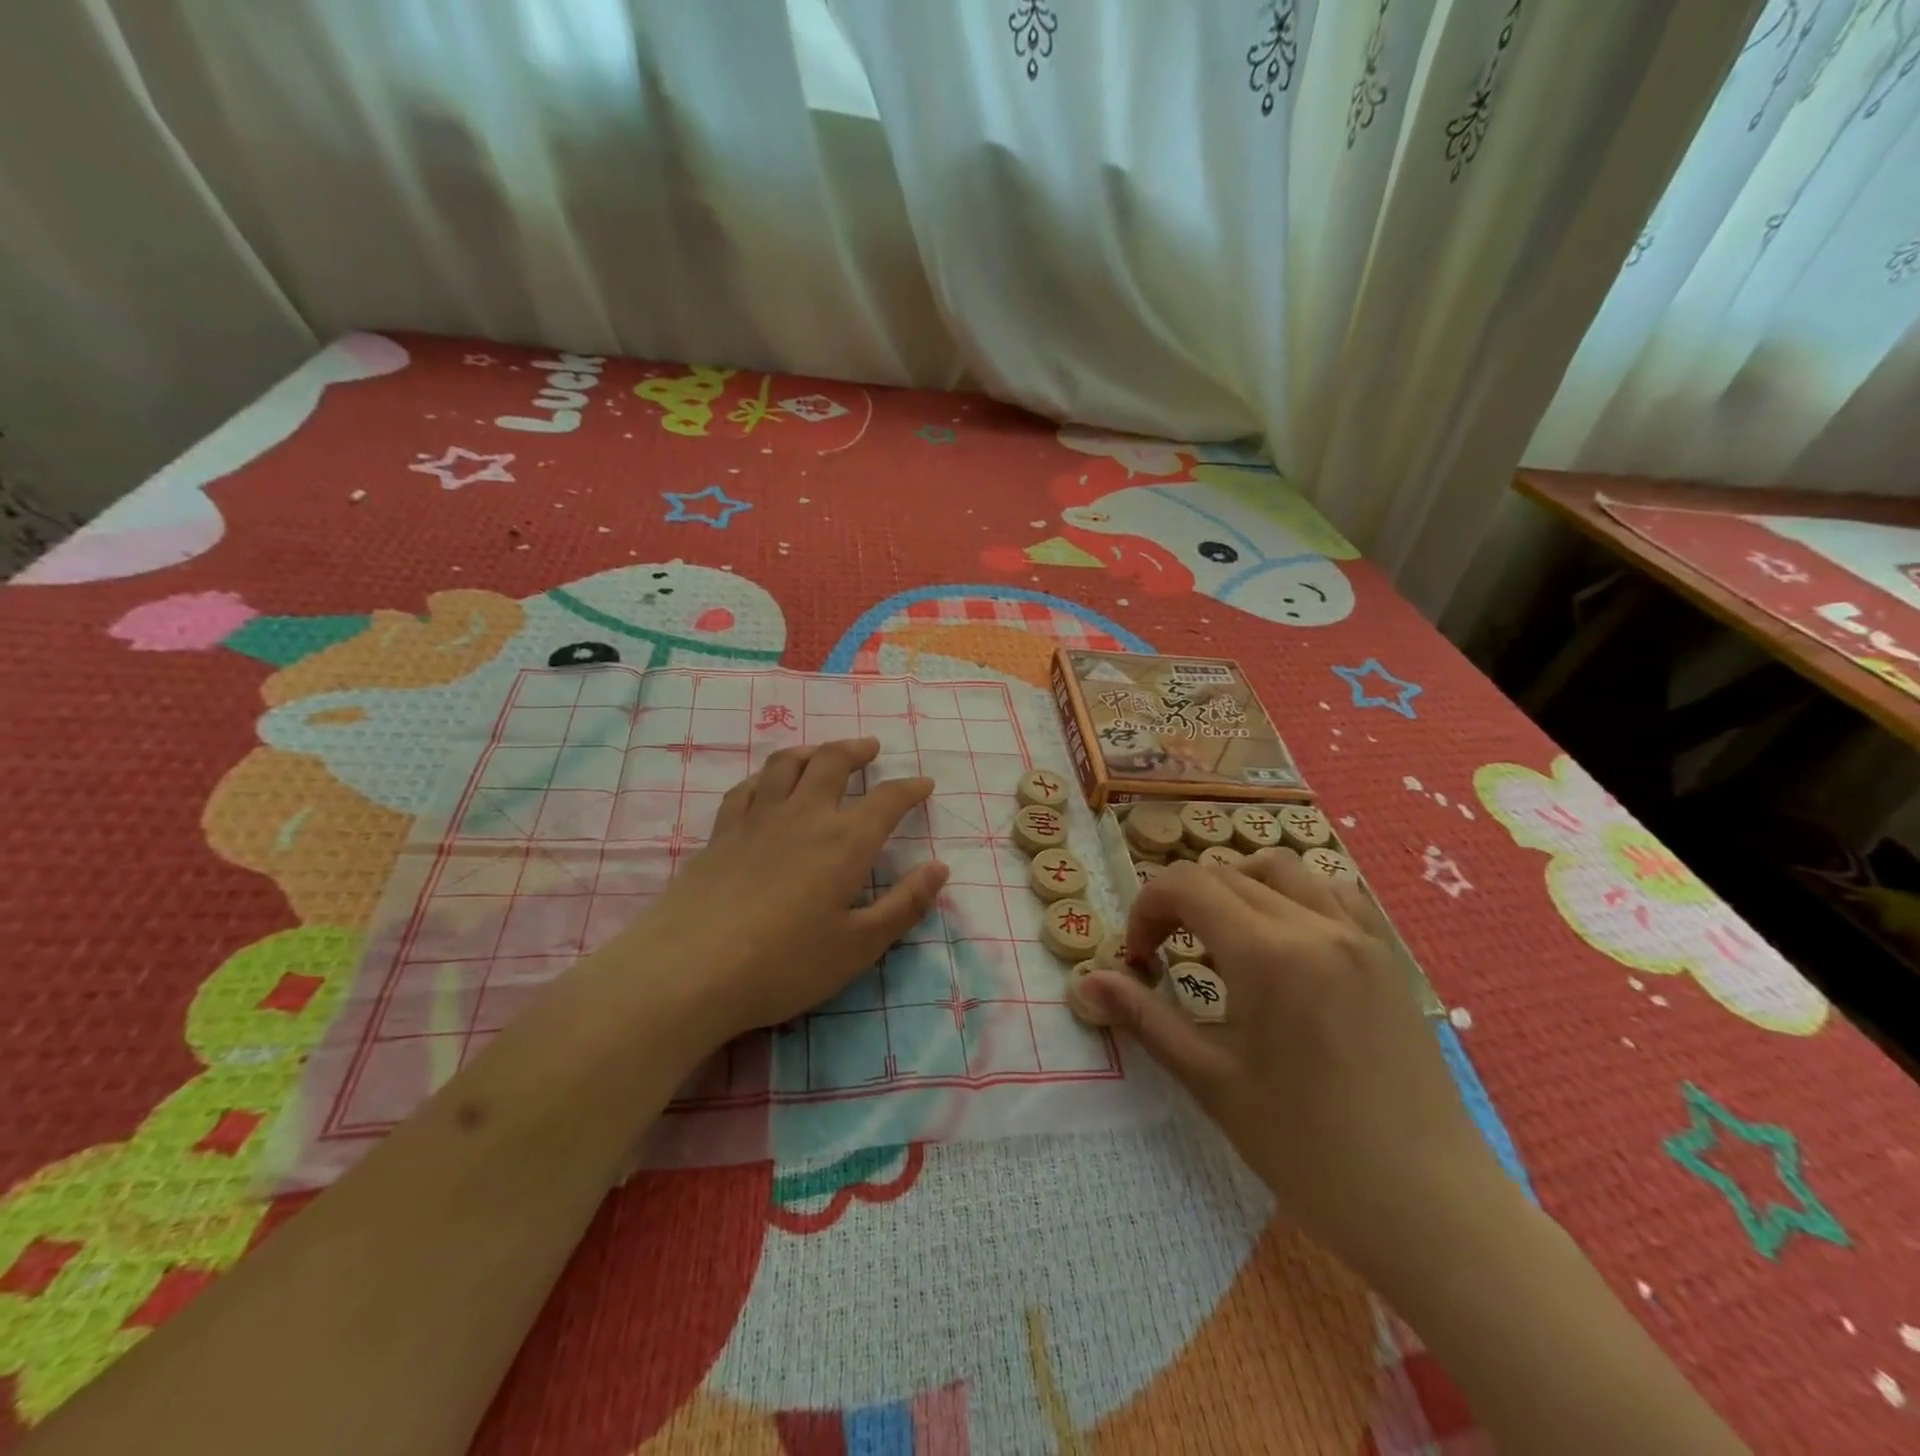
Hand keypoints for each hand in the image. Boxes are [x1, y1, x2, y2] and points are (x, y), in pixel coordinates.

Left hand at [615, 737, 947, 1050]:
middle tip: (871, 748)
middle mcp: (804, 815)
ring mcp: (758, 819)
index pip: (888, 800)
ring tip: (822, 752)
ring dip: (811, 750)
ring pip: (786, 763)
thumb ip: (904, 905)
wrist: (691, 970)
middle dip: (857, 750)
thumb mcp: (859, 946)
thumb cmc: (785, 963)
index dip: (910, 788)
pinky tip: (766, 784)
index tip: (924, 784)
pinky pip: (746, 787)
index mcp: (845, 841)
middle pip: (832, 762)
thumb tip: (939, 868)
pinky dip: (764, 776)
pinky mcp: (721, 832)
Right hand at [1079, 849, 1504, 1275]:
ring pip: (1281, 869)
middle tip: (1166, 955)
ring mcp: (1359, 936)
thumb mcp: (1212, 1081)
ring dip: (1236, 887)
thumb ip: (1145, 1018)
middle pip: (1226, 873)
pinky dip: (1293, 896)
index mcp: (1267, 953)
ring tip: (1223, 938)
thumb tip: (1085, 982)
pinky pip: (1334, 893)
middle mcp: (1315, 925)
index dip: (1146, 909)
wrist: (1430, 1207)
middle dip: (1181, 902)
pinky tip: (1286, 943)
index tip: (1138, 958)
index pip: (1187, 885)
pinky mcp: (1386, 956)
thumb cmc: (1308, 1150)